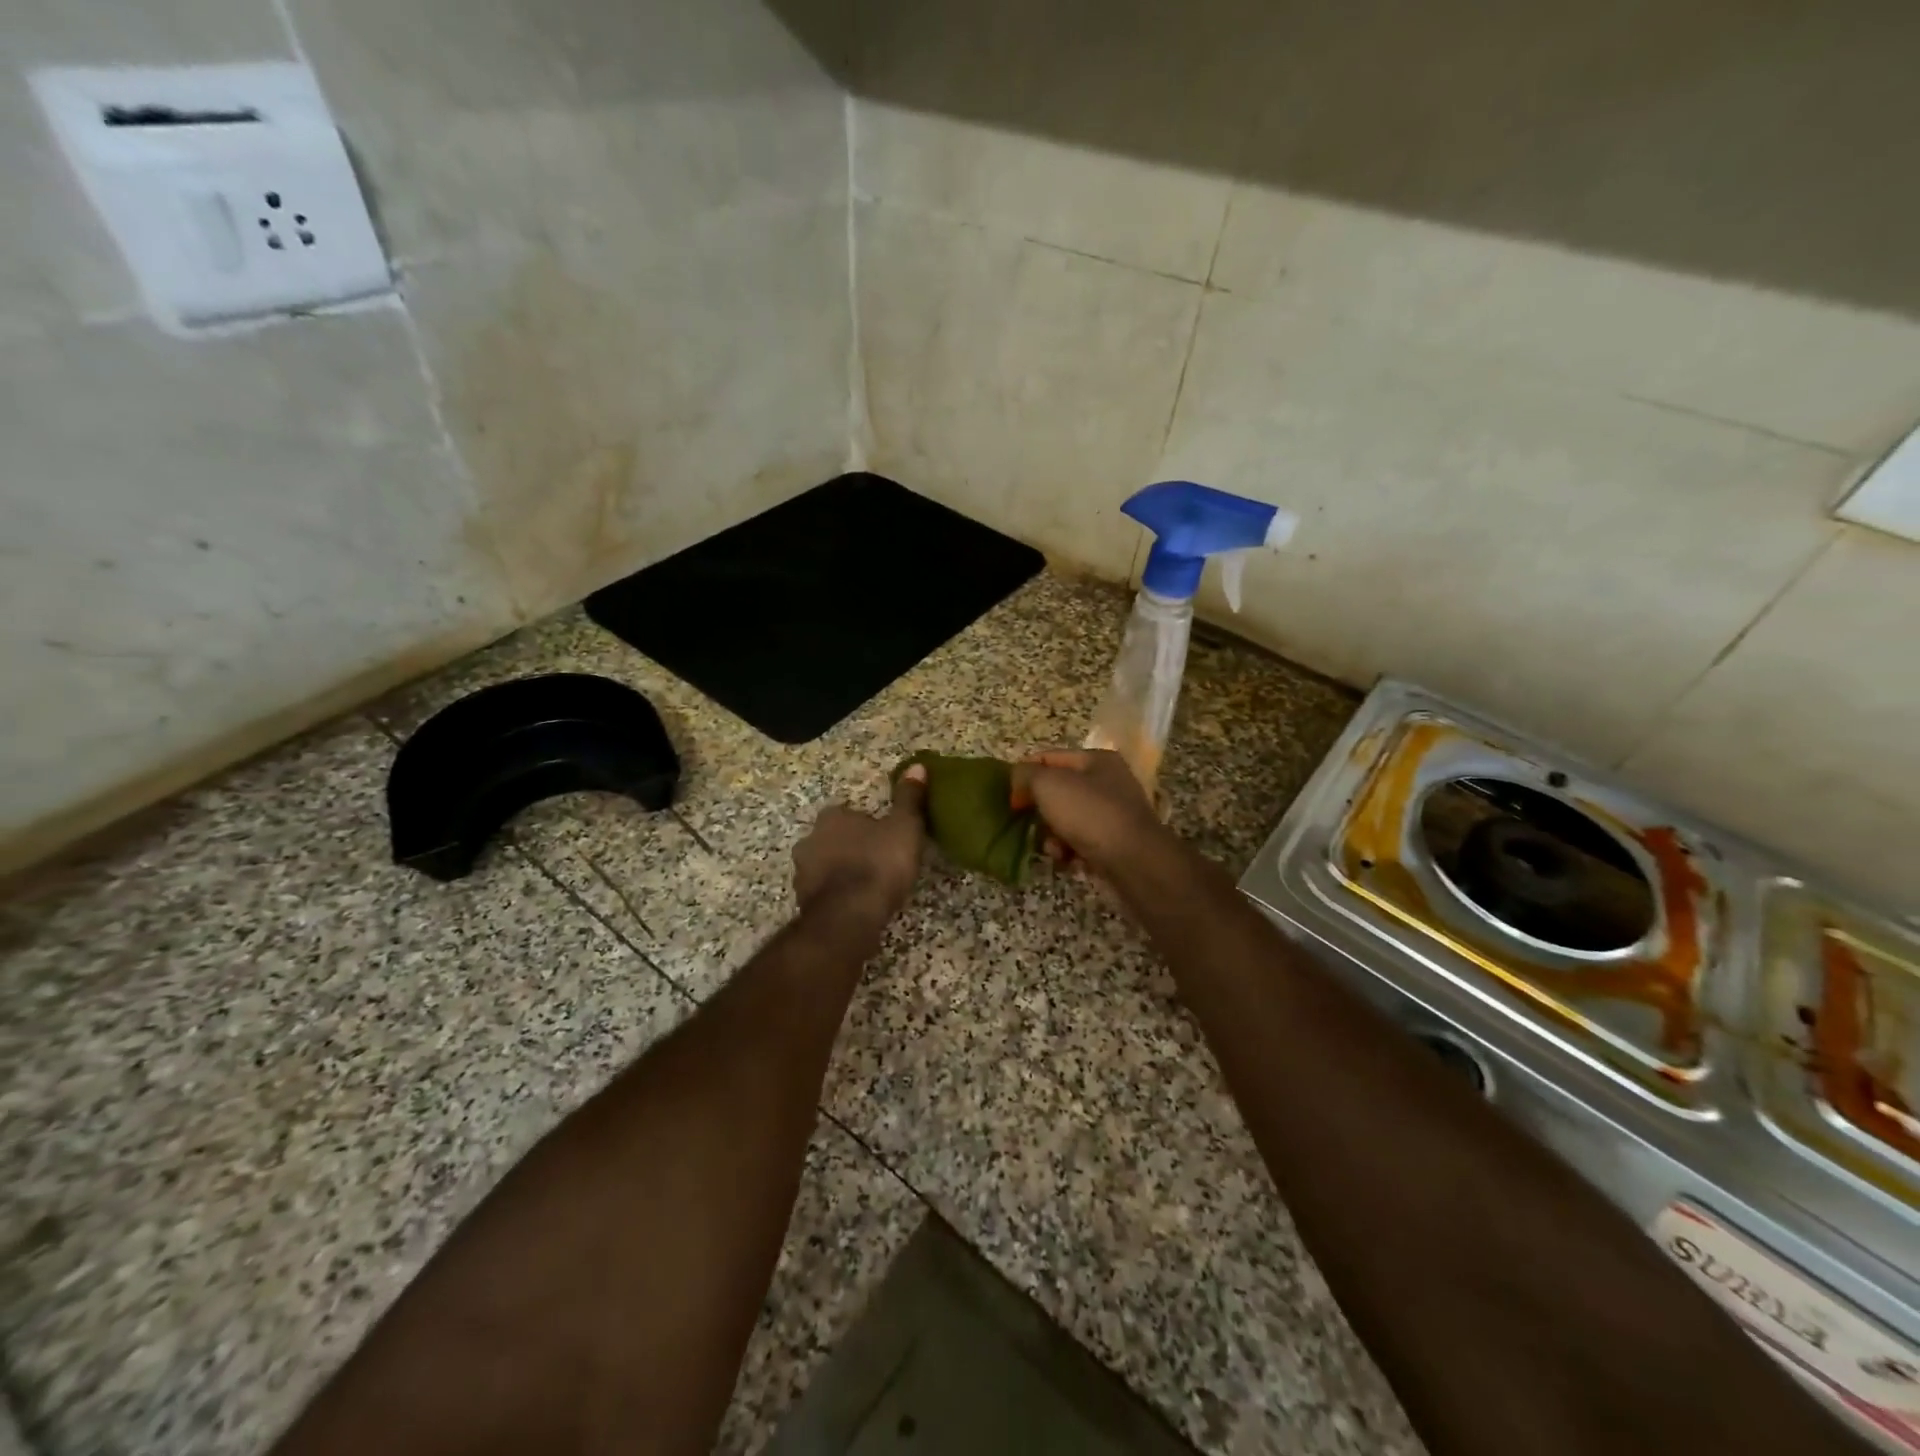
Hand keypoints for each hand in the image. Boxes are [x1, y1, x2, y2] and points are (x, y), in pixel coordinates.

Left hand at [793, 764, 927, 921]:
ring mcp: (802, 872)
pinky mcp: (802, 901)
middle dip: (851, 847)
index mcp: (832, 817)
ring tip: (868, 887)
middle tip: (879, 861)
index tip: (886, 838)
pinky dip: (836, 895)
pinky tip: (856, 906)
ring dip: (841, 872)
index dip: (867, 825)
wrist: (849, 917)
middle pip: (833, 839)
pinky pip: (822, 892)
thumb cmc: (879, 865)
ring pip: (825, 865)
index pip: (847, 812)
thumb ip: (909, 798)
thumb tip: (917, 766)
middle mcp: (810, 839)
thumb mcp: (904, 827)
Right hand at [1013, 750, 1172, 877]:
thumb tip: (1018, 780)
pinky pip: (1081, 843)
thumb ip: (1026, 775)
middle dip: (1040, 810)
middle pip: (1058, 791)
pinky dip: (1070, 851)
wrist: (1134, 862)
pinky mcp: (1115, 844)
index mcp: (1097, 760)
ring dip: (1053, 835)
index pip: (1050, 758)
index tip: (1010, 798)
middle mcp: (1109, 783)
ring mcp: (1114, 815)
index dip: (1025, 774)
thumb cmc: (1089, 814)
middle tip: (1027, 824)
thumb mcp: (1049, 784)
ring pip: (1067, 820)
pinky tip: (1067, 861)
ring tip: (1053, 848)